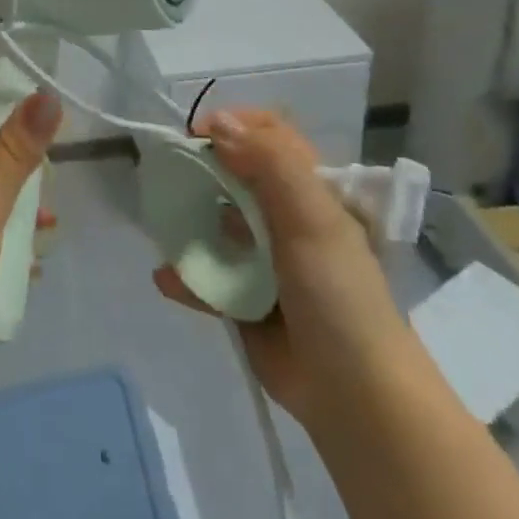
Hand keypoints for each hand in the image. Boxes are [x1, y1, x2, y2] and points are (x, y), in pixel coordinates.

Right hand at [153, 108, 414, 429]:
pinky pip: (207, 279)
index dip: (235, 126)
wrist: (354, 395)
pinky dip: (185, 277)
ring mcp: (264, 261)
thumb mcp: (312, 219)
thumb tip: (218, 122)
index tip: (197, 134)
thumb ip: (268, 165)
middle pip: (236, 176)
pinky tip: (167, 278)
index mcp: (311, 193)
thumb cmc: (338, 294)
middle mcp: (286, 219)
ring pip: (216, 225)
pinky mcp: (245, 301)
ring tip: (165, 226)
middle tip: (169, 175)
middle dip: (200, 171)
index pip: (272, 137)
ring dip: (187, 222)